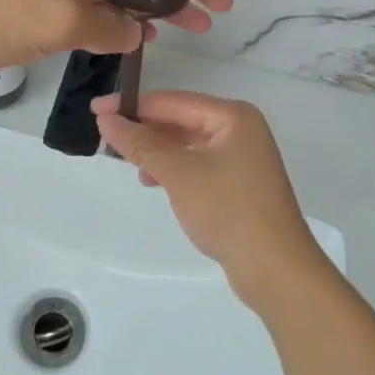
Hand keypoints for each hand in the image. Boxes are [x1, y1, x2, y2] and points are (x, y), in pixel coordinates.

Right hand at [94, 90, 328, 308]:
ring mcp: (241, 158)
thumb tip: (106, 119)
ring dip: (156, 151)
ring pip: (187, 144)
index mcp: (232, 116)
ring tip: (127, 163)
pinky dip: (173, 169)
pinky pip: (196, 164)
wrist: (277, 272)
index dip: (133, 105)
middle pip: (181, 120)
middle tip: (105, 136)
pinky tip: (152, 181)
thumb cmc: (229, 211)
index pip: (173, 101)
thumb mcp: (179, 174)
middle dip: (144, 129)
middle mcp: (239, 129)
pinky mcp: (238, 184)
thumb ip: (141, 144)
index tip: (96, 110)